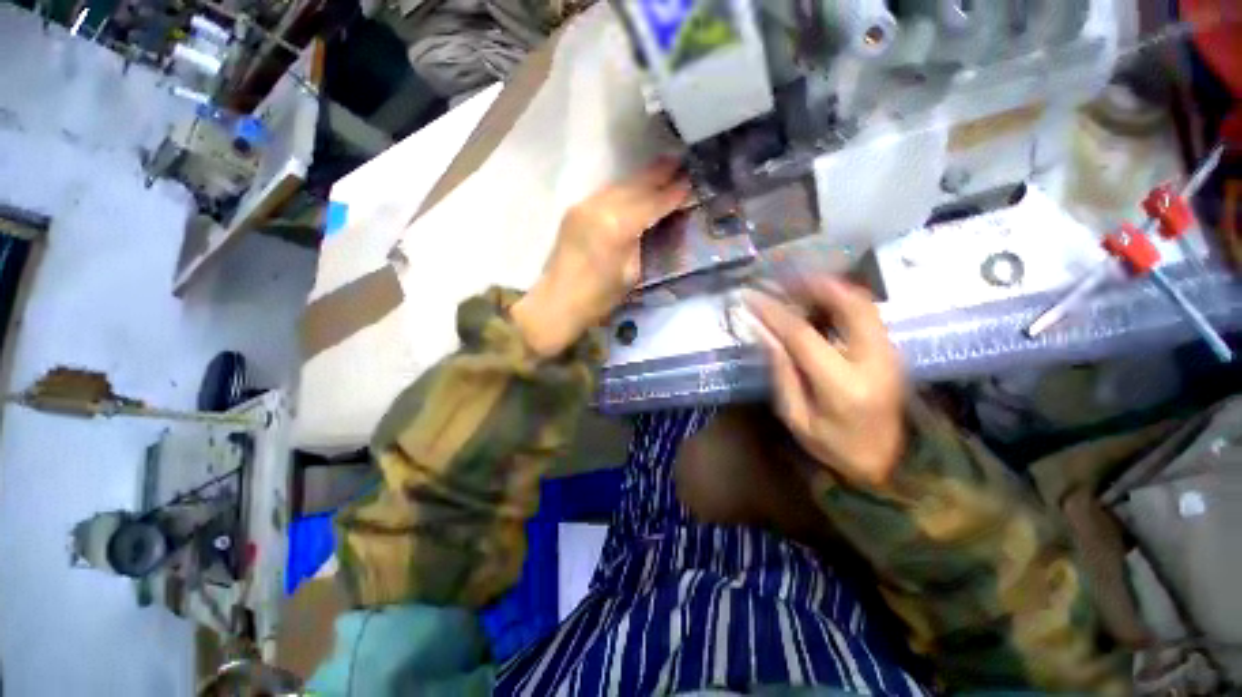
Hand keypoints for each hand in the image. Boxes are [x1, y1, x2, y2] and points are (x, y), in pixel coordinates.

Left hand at [512, 158, 689, 355]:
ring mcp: (584, 206)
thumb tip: (654, 223)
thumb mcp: (631, 273)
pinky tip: (635, 189)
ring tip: (662, 169)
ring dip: (641, 179)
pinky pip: (606, 193)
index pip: (650, 203)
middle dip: (658, 174)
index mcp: (616, 226)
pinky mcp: (575, 210)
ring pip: (619, 186)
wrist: (558, 302)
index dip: (671, 194)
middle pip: (634, 186)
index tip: (689, 181)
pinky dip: (624, 189)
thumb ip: (643, 242)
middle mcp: (599, 207)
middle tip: (680, 161)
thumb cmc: (599, 298)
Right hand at [746, 277, 905, 488]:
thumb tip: (765, 333)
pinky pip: (867, 312)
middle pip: (850, 305)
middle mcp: (875, 361)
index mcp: (843, 385)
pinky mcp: (891, 350)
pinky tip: (819, 300)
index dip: (774, 313)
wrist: (887, 463)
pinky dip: (842, 298)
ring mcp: (890, 353)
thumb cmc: (834, 446)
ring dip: (830, 287)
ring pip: (864, 303)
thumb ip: (782, 373)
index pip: (803, 335)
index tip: (752, 297)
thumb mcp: (796, 417)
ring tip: (797, 283)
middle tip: (782, 277)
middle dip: (814, 284)